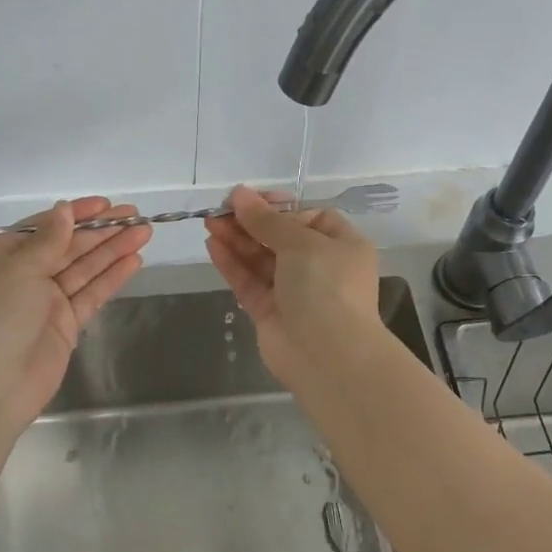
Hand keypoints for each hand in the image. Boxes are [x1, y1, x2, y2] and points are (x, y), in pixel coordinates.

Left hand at [0, 196, 150, 430]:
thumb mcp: (18, 269)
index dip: (76, 214)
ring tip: (144, 232)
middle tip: (135, 215)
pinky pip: (91, 294)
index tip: (106, 204)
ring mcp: (46, 301)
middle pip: (69, 246)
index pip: (44, 227)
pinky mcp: (65, 325)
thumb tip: (64, 209)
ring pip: (85, 268)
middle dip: (102, 231)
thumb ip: (49, 239)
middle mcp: (24, 275)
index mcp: (2, 256)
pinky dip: (111, 277)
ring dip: (113, 250)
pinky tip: (134, 261)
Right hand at [203, 184, 382, 390]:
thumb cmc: (327, 286)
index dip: (278, 206)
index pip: (308, 216)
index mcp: (341, 245)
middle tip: (220, 209)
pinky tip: (212, 245)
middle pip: (280, 237)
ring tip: (209, 222)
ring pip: (261, 259)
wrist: (330, 357)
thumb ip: (266, 220)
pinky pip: (250, 282)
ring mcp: (294, 292)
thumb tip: (240, 194)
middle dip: (250, 222)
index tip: (250, 199)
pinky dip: (232, 264)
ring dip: (237, 240)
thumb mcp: (301, 243)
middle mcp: (320, 267)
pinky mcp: (271, 313)